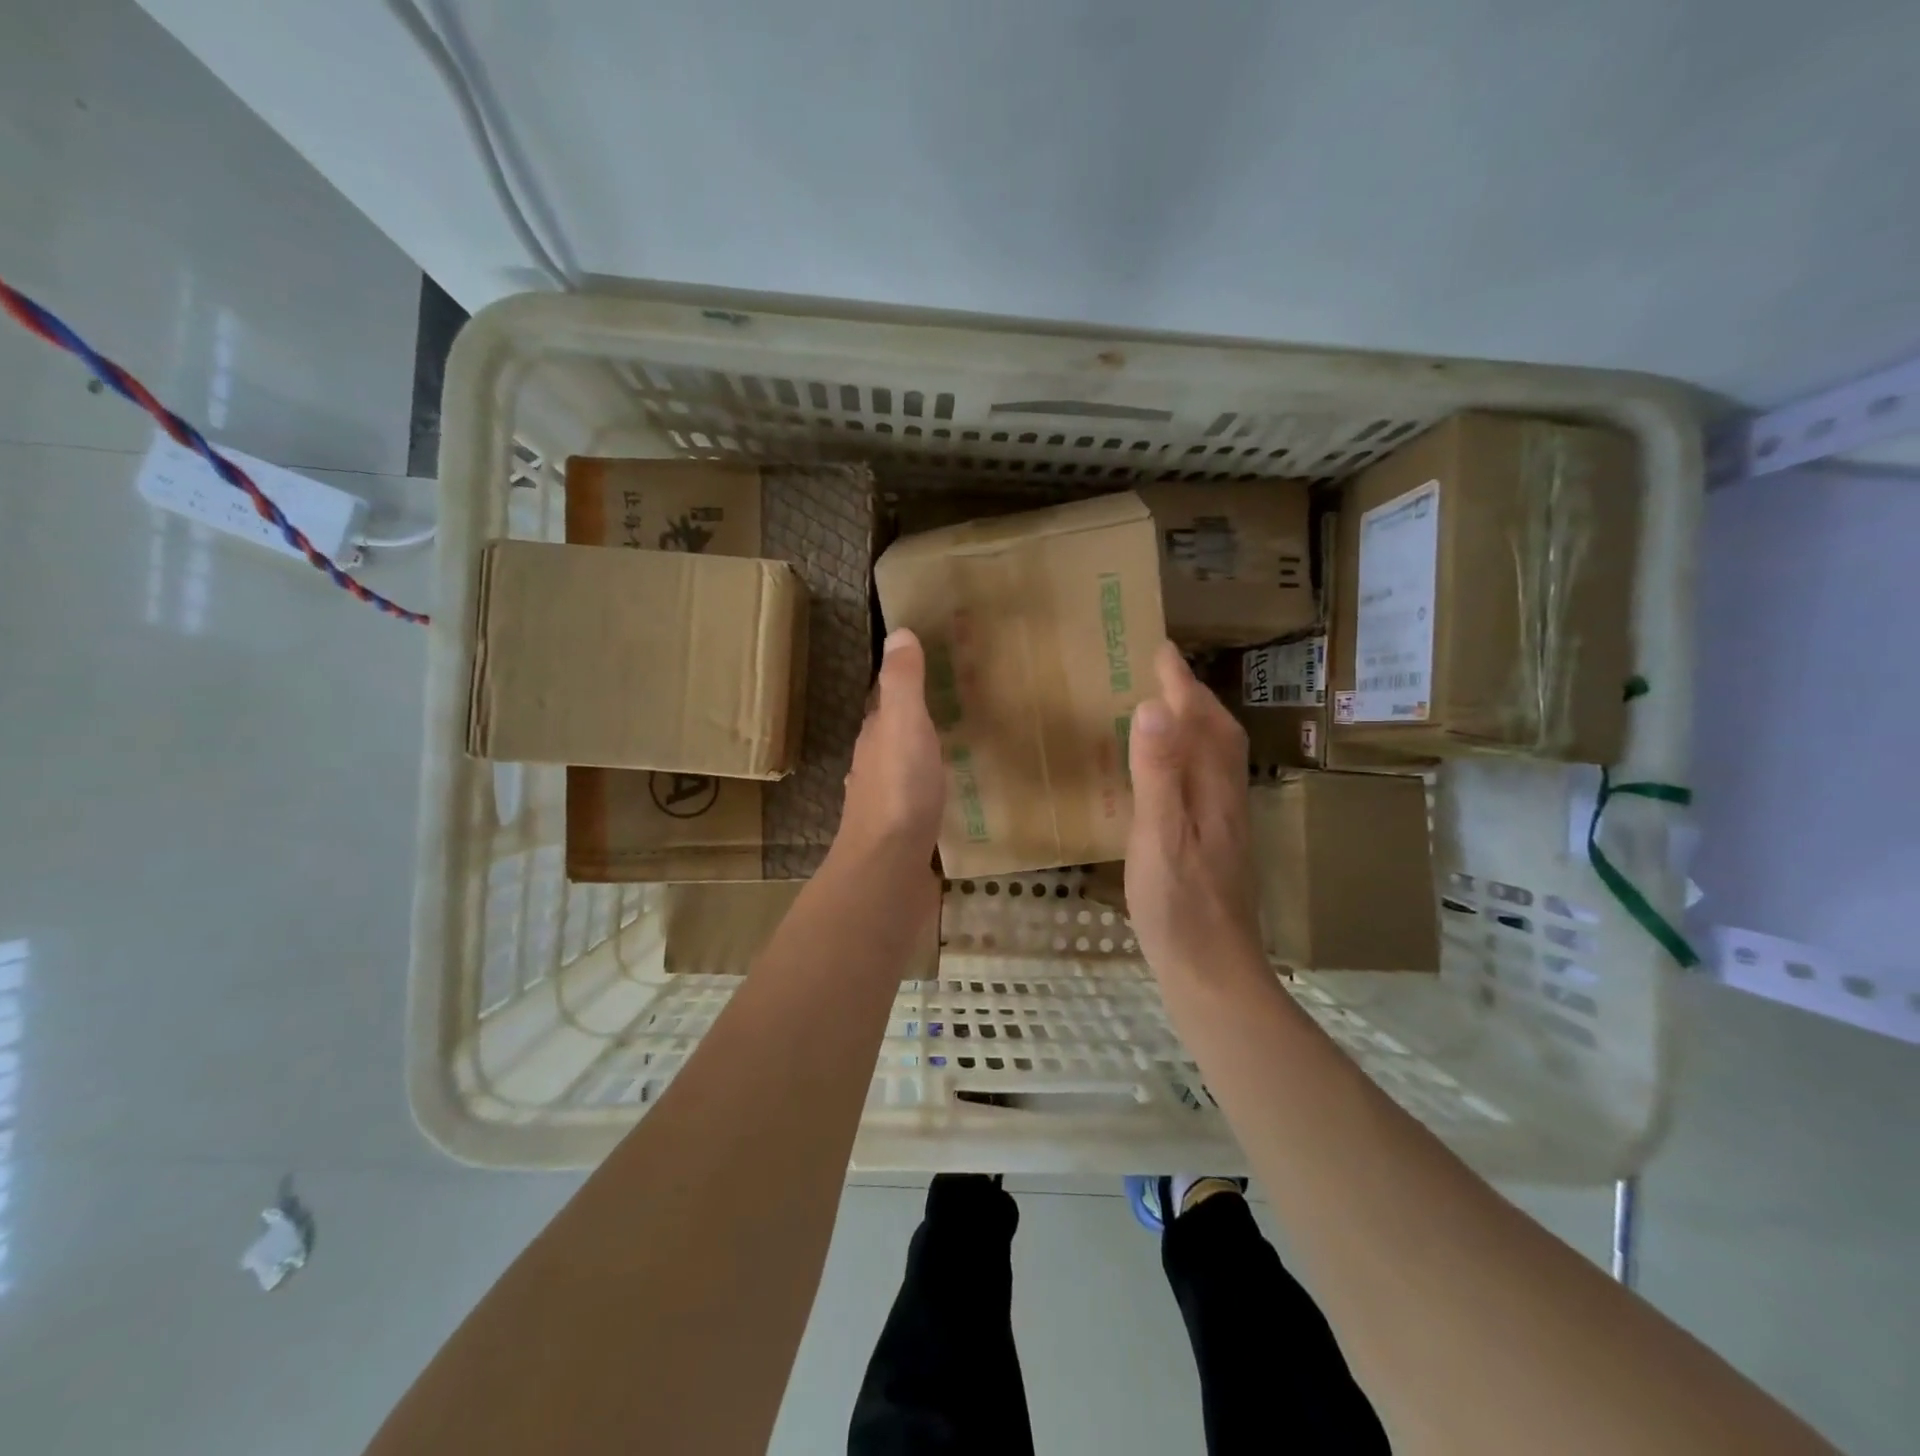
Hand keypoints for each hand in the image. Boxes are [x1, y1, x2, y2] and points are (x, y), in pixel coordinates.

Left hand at [835, 628, 946, 864]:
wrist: (888, 868)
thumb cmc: (900, 791)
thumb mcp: (904, 725)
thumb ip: (903, 683)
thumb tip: (898, 633)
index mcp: (875, 738)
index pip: (885, 701)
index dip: (904, 684)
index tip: (933, 669)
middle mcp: (873, 766)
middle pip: (893, 735)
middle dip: (916, 720)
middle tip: (956, 707)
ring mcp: (885, 803)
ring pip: (903, 768)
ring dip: (922, 755)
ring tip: (957, 746)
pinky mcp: (901, 833)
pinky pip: (916, 800)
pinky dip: (930, 789)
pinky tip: (949, 795)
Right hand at [1125, 643, 1263, 981]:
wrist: (1212, 970)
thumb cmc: (1178, 905)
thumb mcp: (1159, 836)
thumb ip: (1158, 774)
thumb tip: (1153, 708)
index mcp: (1212, 791)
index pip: (1201, 723)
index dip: (1180, 685)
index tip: (1160, 649)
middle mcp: (1226, 799)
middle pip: (1218, 736)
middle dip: (1193, 697)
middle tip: (1162, 672)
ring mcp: (1224, 824)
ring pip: (1215, 759)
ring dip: (1194, 725)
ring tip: (1165, 710)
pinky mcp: (1214, 844)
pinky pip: (1204, 781)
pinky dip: (1188, 758)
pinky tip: (1168, 773)